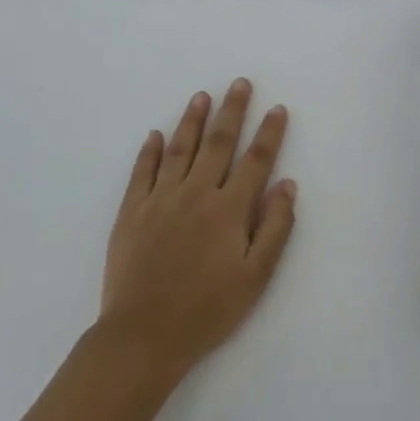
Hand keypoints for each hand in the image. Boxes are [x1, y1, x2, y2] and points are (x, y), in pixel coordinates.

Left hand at [99, 79, 297, 381]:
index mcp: (228, 209)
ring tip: (202, 96)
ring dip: (193, 120)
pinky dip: (149, 151)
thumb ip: (275, 228)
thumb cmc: (207, 311)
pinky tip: (155, 135)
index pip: (255, 160)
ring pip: (181, 149)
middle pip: (219, 142)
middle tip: (240, 83)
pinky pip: (142, 172)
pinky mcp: (131, 212)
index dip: (269, 133)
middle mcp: (196, 193)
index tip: (277, 108)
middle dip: (233, 110)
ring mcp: (160, 199)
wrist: (142, 337)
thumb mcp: (255, 278)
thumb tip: (288, 184)